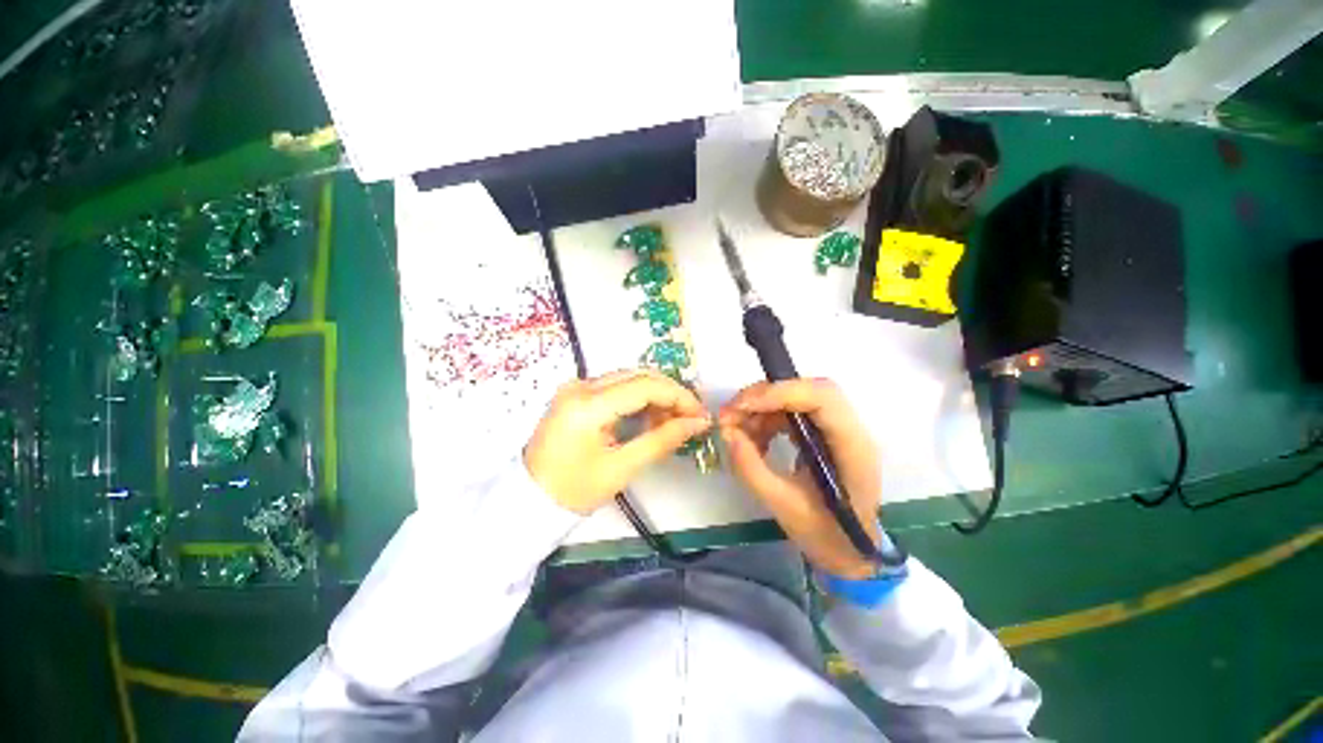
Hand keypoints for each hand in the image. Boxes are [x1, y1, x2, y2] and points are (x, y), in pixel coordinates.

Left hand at [525, 369, 712, 513]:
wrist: (529, 499)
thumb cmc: (574, 490)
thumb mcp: (622, 468)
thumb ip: (662, 440)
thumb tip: (697, 423)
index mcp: (588, 405)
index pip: (645, 386)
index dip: (679, 396)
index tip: (700, 414)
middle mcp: (580, 386)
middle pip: (638, 376)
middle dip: (670, 394)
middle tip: (691, 418)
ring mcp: (575, 387)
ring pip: (629, 378)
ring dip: (655, 396)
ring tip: (672, 421)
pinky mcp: (576, 393)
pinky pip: (616, 387)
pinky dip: (638, 399)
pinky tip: (650, 417)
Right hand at [719, 379, 881, 578]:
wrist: (851, 553)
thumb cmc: (825, 535)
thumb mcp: (783, 506)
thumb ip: (752, 469)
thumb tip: (727, 433)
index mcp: (852, 448)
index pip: (822, 398)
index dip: (780, 393)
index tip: (741, 406)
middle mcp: (849, 429)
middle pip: (807, 390)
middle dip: (764, 397)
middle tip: (730, 415)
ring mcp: (836, 428)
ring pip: (795, 399)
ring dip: (761, 409)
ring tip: (735, 431)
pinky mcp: (823, 432)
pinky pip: (790, 413)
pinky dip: (766, 420)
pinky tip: (753, 441)